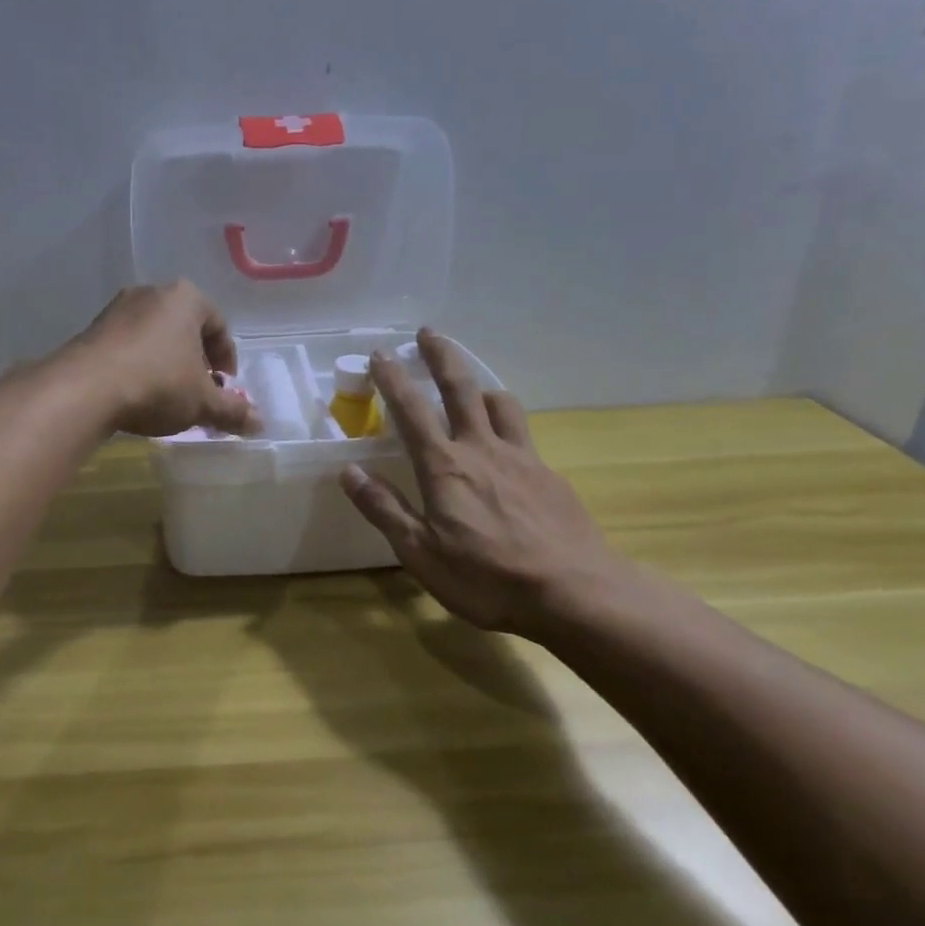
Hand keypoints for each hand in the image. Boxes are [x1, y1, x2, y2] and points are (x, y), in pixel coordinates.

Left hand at [66, 282, 260, 438]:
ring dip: (167, 362)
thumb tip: (260, 423)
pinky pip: (128, 345)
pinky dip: (139, 364)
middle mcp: (152, 293)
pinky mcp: (93, 328)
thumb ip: (232, 410)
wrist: (85, 388)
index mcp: (186, 298)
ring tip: (168, 395)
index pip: (219, 325)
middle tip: (199, 391)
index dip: (226, 359)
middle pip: (186, 328)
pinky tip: (137, 392)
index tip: (224, 386)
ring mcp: (118, 308)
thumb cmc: (157, 384)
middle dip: (196, 360)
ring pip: (155, 335)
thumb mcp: (202, 402)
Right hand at [339, 328, 629, 638]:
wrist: (576, 592)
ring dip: (481, 385)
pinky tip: (506, 445)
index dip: (393, 378)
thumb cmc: (488, 578)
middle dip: (441, 355)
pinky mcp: (549, 475)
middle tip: (428, 332)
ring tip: (472, 386)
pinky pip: (523, 433)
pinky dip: (507, 422)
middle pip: (461, 388)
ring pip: (500, 403)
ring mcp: (521, 458)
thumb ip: (385, 509)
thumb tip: (348, 471)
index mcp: (445, 467)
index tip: (381, 354)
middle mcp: (482, 449)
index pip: (411, 410)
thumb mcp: (421, 553)